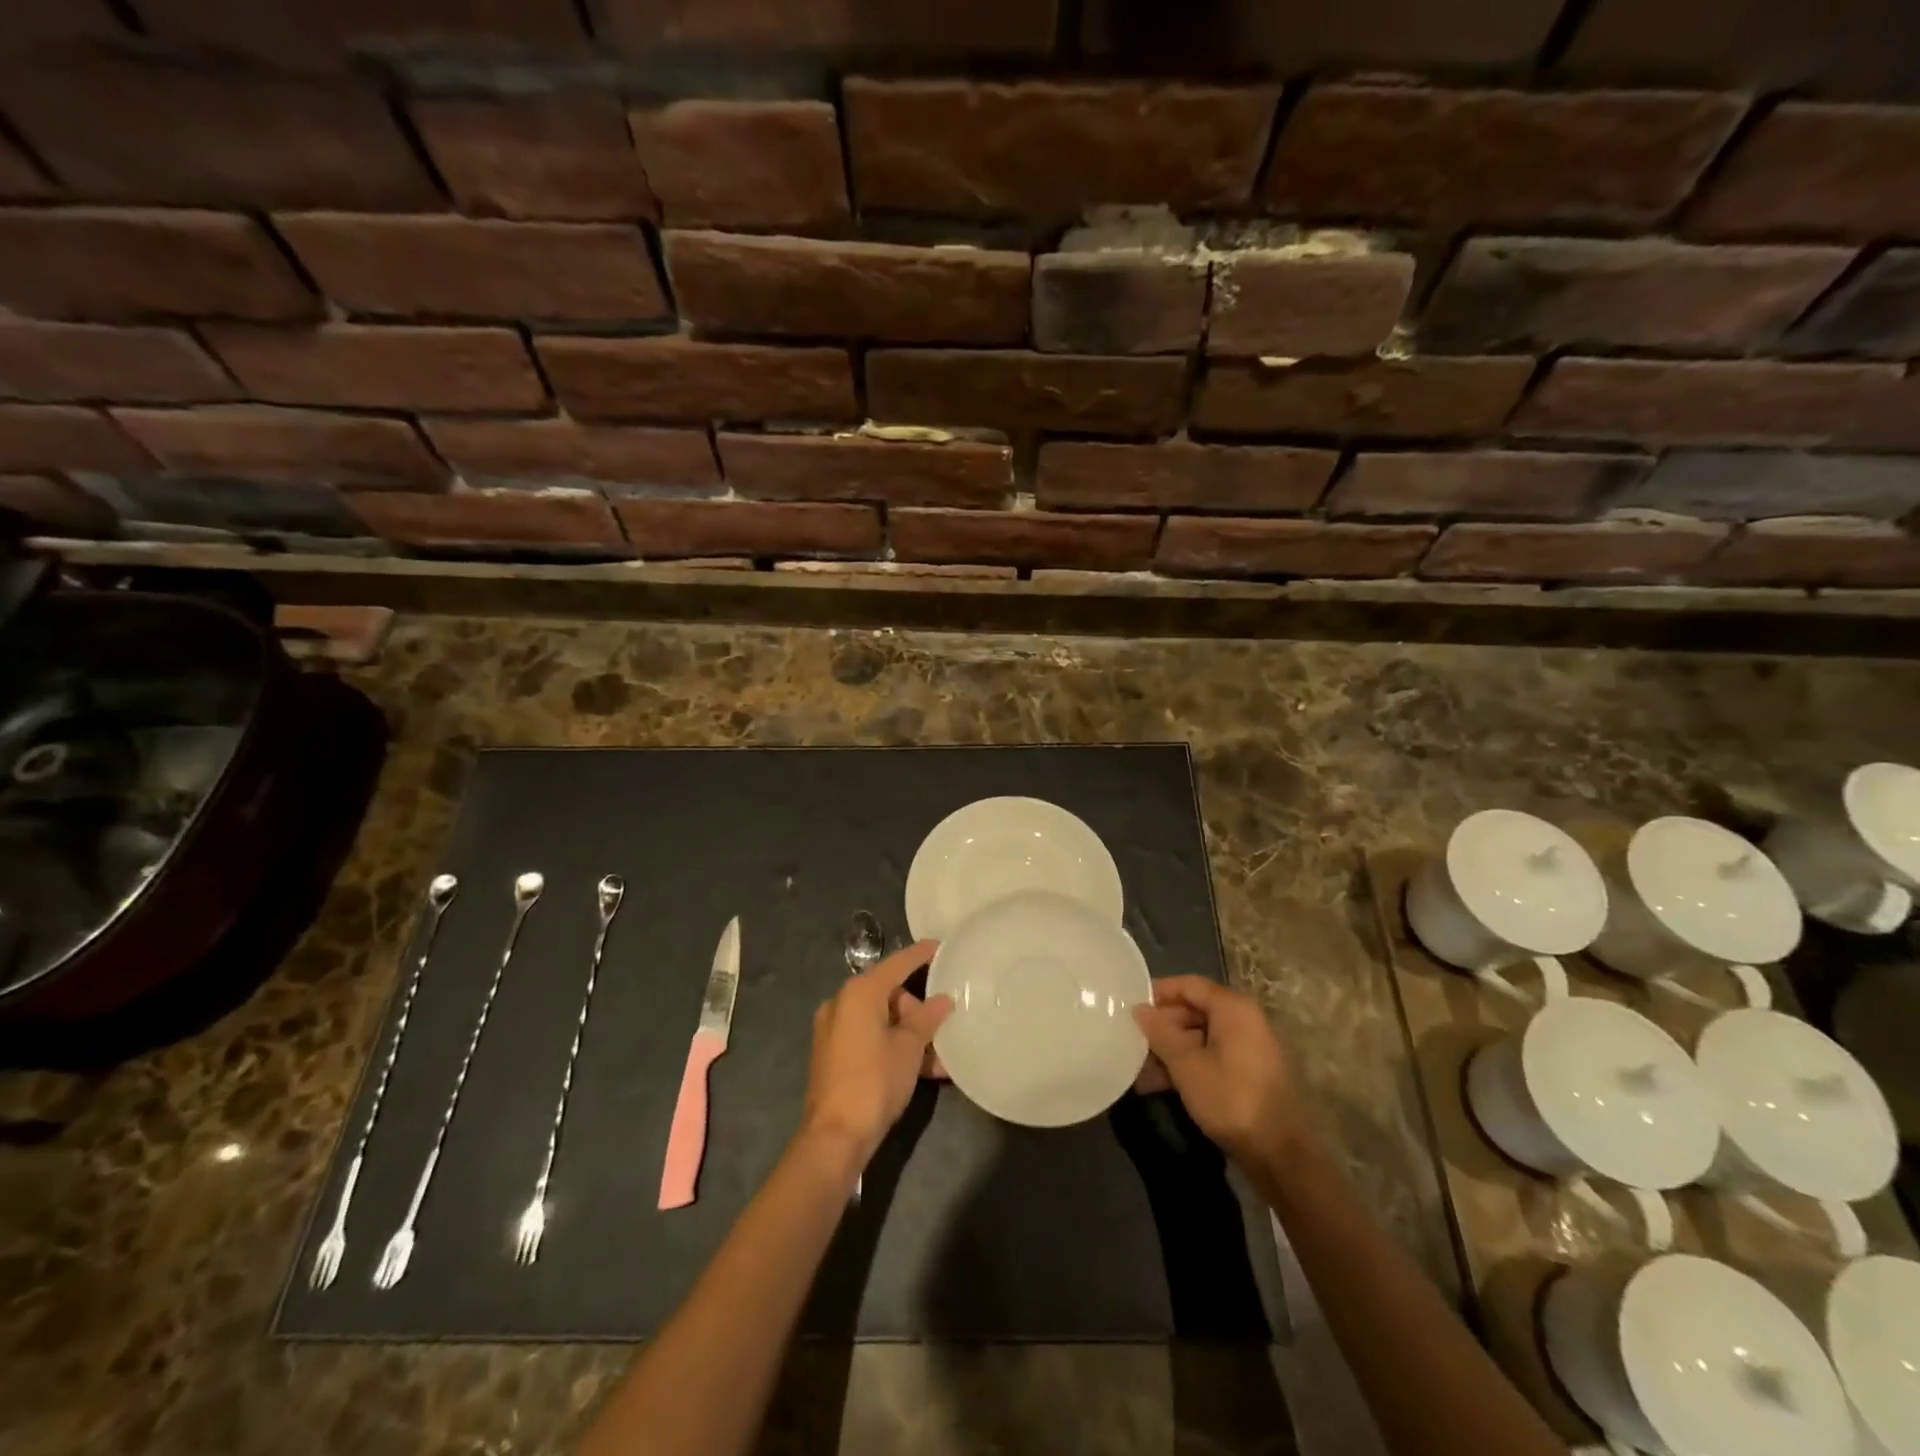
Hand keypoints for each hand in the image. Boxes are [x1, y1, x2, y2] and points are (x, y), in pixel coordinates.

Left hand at [799, 940, 953, 1164]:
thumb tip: (943, 1000)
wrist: (835, 1136)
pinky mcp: (833, 1054)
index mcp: (859, 992)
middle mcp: (842, 1003)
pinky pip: (870, 1038)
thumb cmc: (875, 1081)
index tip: (941, 946)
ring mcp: (834, 1029)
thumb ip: (926, 1018)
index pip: (897, 964)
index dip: (921, 954)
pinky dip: (893, 1046)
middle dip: (918, 1010)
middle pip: (889, 994)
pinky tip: (921, 1069)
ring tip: (940, 1058)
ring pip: (882, 1020)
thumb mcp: (909, 1048)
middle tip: (943, 1028)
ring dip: (910, 1035)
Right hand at [1132, 976, 1308, 1165]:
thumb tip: (1139, 1008)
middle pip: (1194, 1010)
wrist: (1281, 1155)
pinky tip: (1161, 1085)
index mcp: (1233, 1008)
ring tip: (1140, 1070)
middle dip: (1162, 1027)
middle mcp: (1244, 1020)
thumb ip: (1160, 1033)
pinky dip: (1188, 1065)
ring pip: (1201, 1037)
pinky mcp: (1250, 1073)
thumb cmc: (1231, 1099)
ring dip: (1171, 1050)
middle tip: (1132, 1042)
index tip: (1130, 1006)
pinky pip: (1212, 1056)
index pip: (1189, 985)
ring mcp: (1249, 1047)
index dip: (1158, 992)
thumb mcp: (1187, 1065)